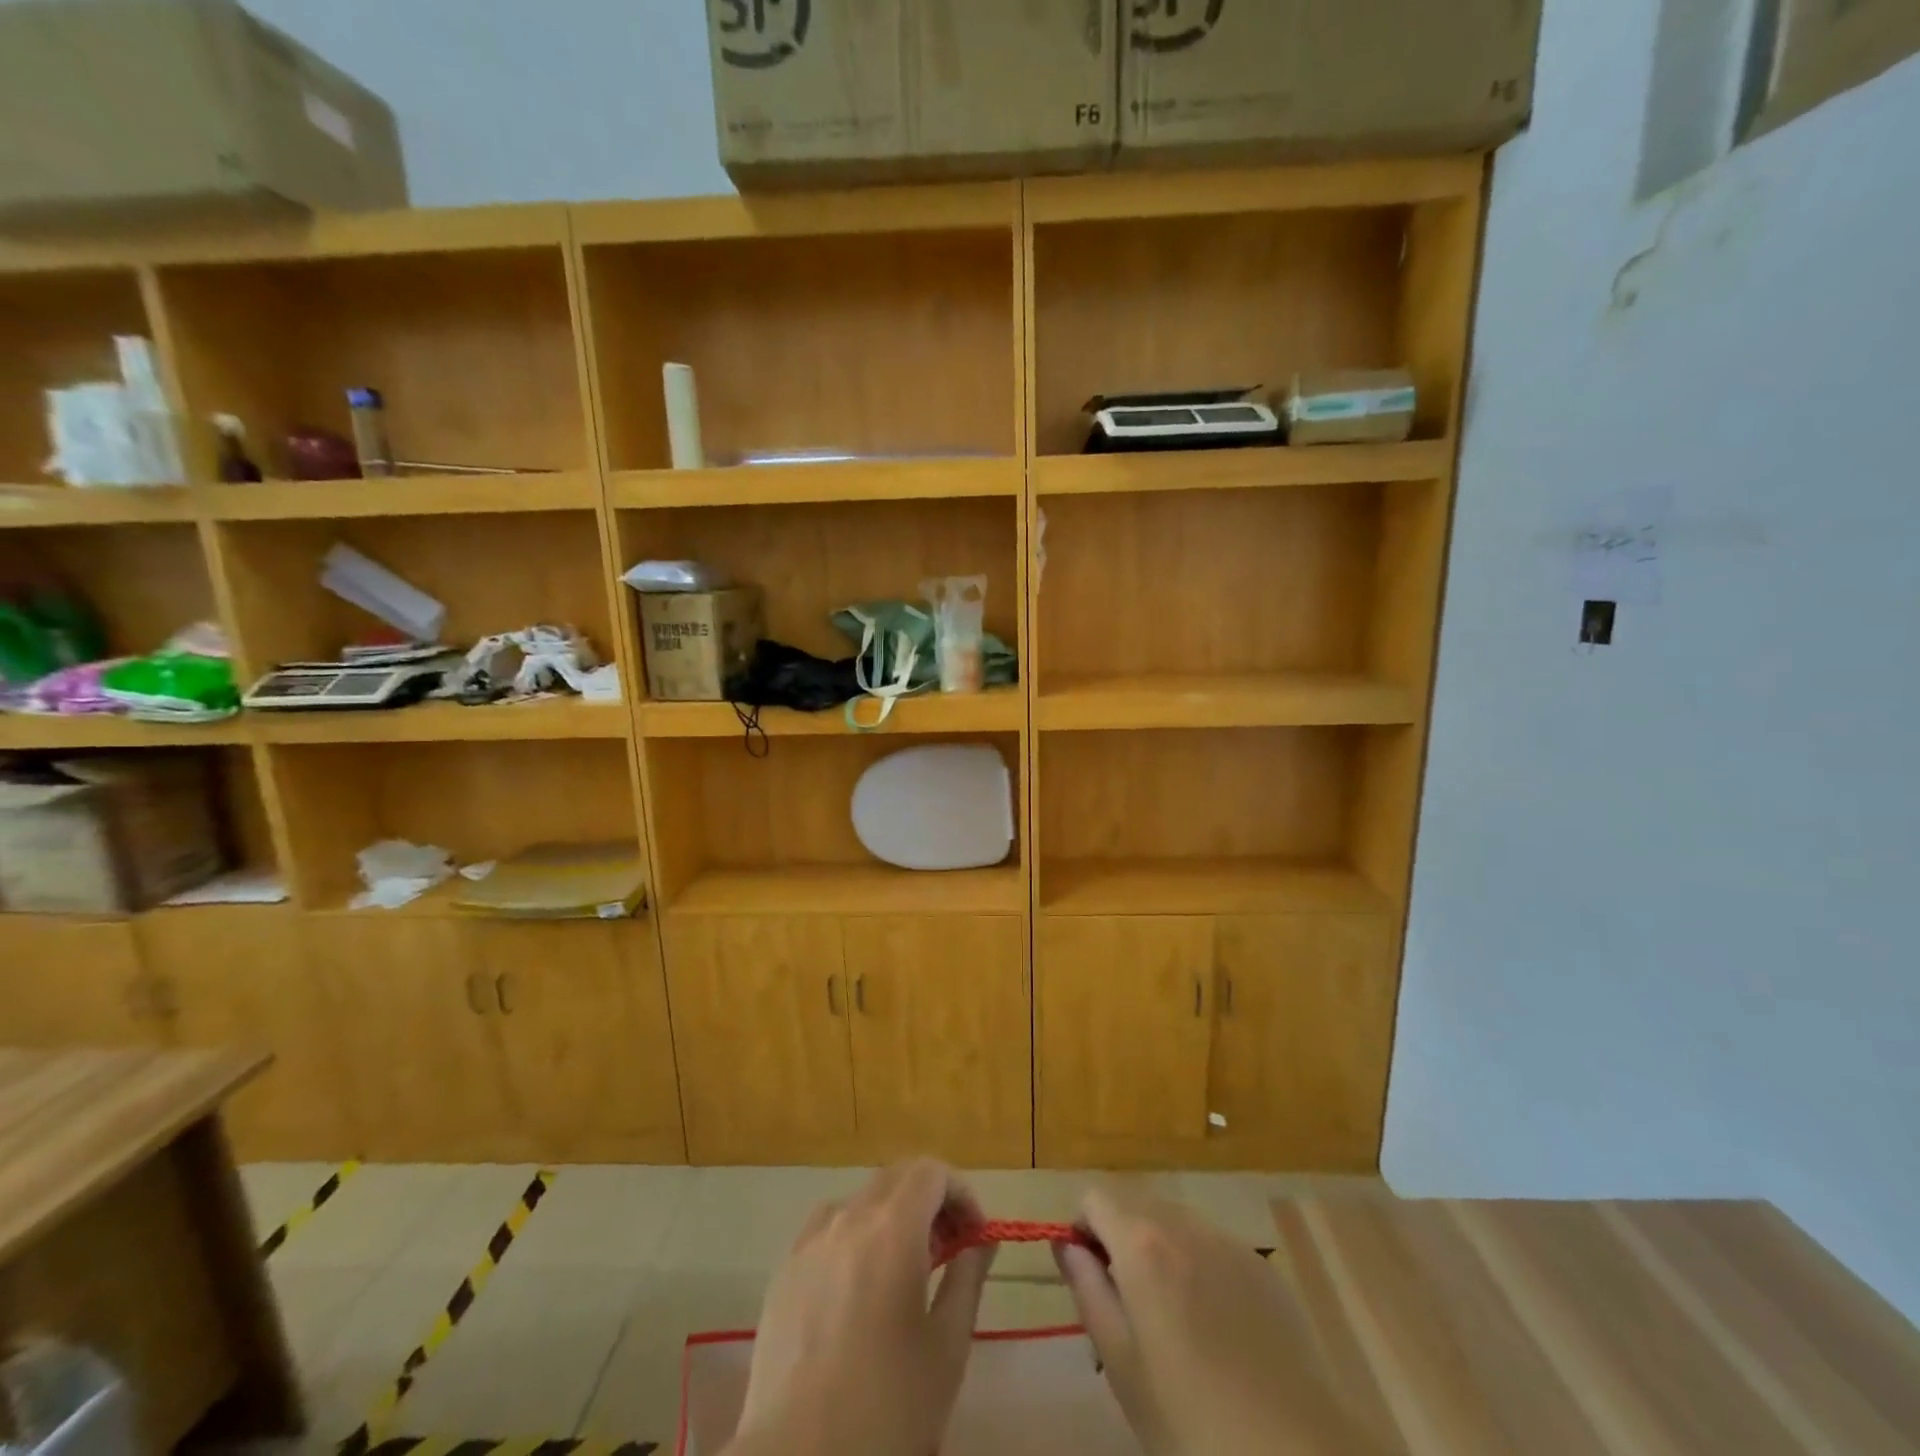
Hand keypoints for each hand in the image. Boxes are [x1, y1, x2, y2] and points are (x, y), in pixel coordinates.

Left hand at [725, 1159, 994, 1455]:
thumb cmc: (887, 1408)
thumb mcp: (947, 1347)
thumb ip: (968, 1278)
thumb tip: (980, 1241)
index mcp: (892, 1228)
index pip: (932, 1172)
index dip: (961, 1194)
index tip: (976, 1237)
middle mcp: (848, 1217)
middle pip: (896, 1178)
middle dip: (930, 1201)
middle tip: (949, 1250)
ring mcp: (810, 1241)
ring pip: (861, 1200)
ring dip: (892, 1216)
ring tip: (905, 1270)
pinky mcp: (784, 1270)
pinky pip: (828, 1228)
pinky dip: (855, 1236)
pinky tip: (859, 1288)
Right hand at [1054, 1182, 1377, 1455]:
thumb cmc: (1190, 1422)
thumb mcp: (1120, 1362)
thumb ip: (1087, 1289)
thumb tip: (1065, 1244)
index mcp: (1142, 1243)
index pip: (1094, 1199)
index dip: (1083, 1230)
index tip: (1088, 1276)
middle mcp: (1183, 1224)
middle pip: (1136, 1205)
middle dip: (1120, 1239)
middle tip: (1128, 1307)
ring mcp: (1228, 1242)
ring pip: (1175, 1222)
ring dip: (1160, 1250)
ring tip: (1173, 1320)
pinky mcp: (1262, 1267)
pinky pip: (1213, 1246)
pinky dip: (1199, 1266)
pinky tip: (1217, 1329)